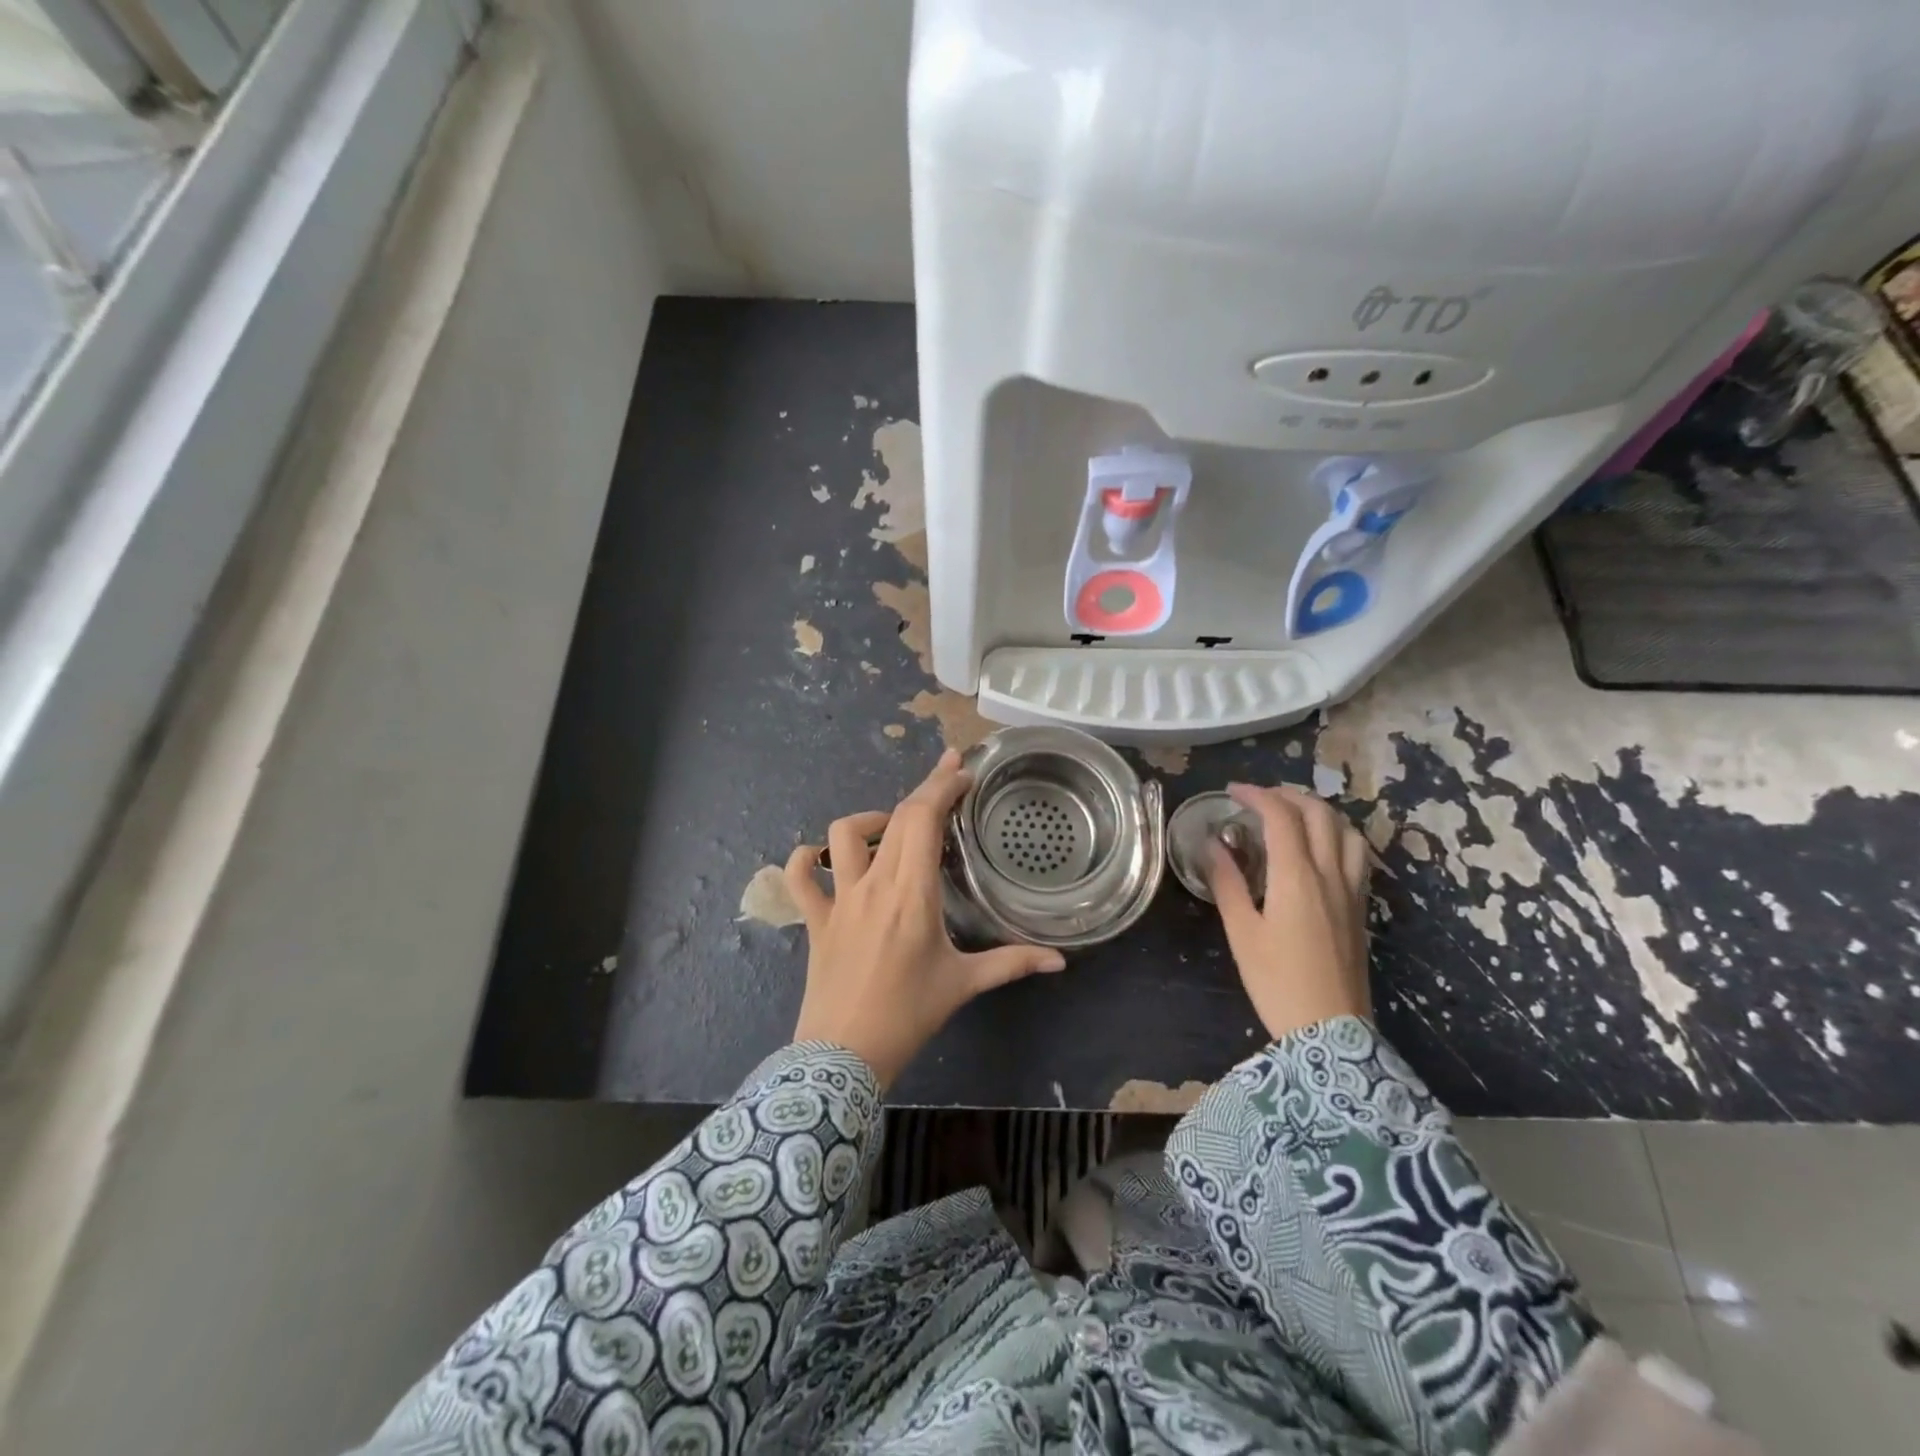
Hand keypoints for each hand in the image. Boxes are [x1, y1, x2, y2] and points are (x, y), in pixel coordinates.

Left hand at [784, 749, 1066, 1087]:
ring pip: (842, 835)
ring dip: (869, 821)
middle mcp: (874, 884)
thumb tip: (1059, 961)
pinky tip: (824, 861)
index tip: (962, 770)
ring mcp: (839, 899)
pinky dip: (808, 860)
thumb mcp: (963, 985)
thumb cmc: (908, 1015)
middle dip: (924, 788)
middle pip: (896, 817)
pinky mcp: (815, 918)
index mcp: (913, 893)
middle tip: (948, 777)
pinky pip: (800, 877)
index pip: (924, 819)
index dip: (942, 787)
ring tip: (892, 832)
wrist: (843, 1055)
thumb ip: (1011, 964)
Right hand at [1208, 782, 1371, 1039]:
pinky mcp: (1360, 908)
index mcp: (1297, 878)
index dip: (1256, 795)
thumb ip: (1227, 882)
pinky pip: (1356, 855)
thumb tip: (1211, 844)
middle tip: (1259, 799)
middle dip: (1288, 795)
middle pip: (1320, 813)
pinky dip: (1336, 835)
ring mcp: (1351, 891)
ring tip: (1292, 815)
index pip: (1281, 816)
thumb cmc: (1276, 982)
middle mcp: (1330, 875)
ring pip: (1347, 830)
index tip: (1231, 792)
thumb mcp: (1241, 932)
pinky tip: (1318, 849)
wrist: (1329, 1032)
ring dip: (1319, 811)